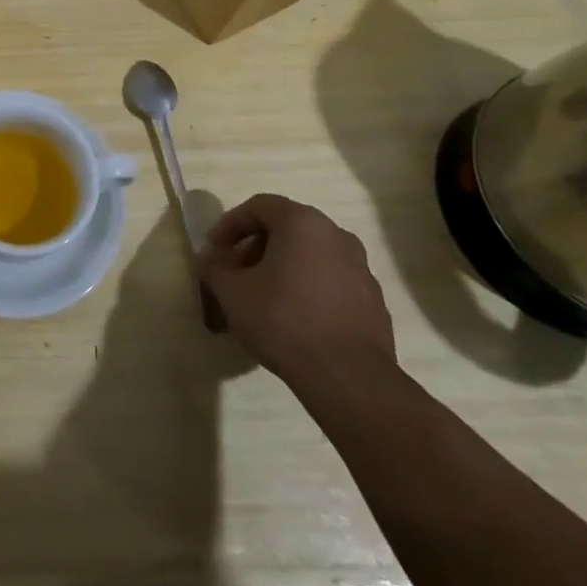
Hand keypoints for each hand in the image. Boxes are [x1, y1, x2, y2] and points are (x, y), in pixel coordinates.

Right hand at [199, 193, 394, 388]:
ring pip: (310, 255)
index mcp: (303, 223)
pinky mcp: (373, 301)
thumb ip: (216, 268)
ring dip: (281, 267)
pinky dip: (306, 287)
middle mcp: (337, 236)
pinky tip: (292, 317)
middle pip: (286, 228)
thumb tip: (214, 262)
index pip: (259, 206)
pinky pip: (330, 281)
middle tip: (235, 271)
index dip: (230, 224)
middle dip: (255, 246)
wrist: (348, 378)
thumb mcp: (232, 292)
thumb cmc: (283, 320)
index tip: (214, 249)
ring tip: (261, 296)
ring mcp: (361, 269)